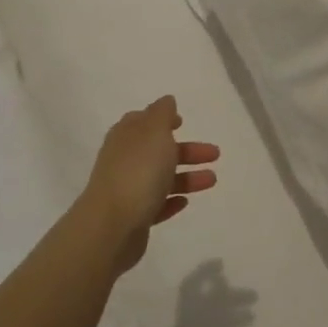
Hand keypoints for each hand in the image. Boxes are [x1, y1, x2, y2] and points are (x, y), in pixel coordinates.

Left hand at [82, 96, 218, 272]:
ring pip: (161, 179)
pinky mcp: (132, 217)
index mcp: (126, 137)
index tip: (183, 122)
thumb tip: (166, 101)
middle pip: (158, 151)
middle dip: (187, 151)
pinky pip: (156, 205)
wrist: (112, 225)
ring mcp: (126, 189)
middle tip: (214, 154)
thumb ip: (162, 114)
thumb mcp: (155, 132)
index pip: (143, 121)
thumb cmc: (138, 172)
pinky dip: (171, 201)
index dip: (163, 119)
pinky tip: (185, 202)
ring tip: (212, 181)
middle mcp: (123, 160)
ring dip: (187, 177)